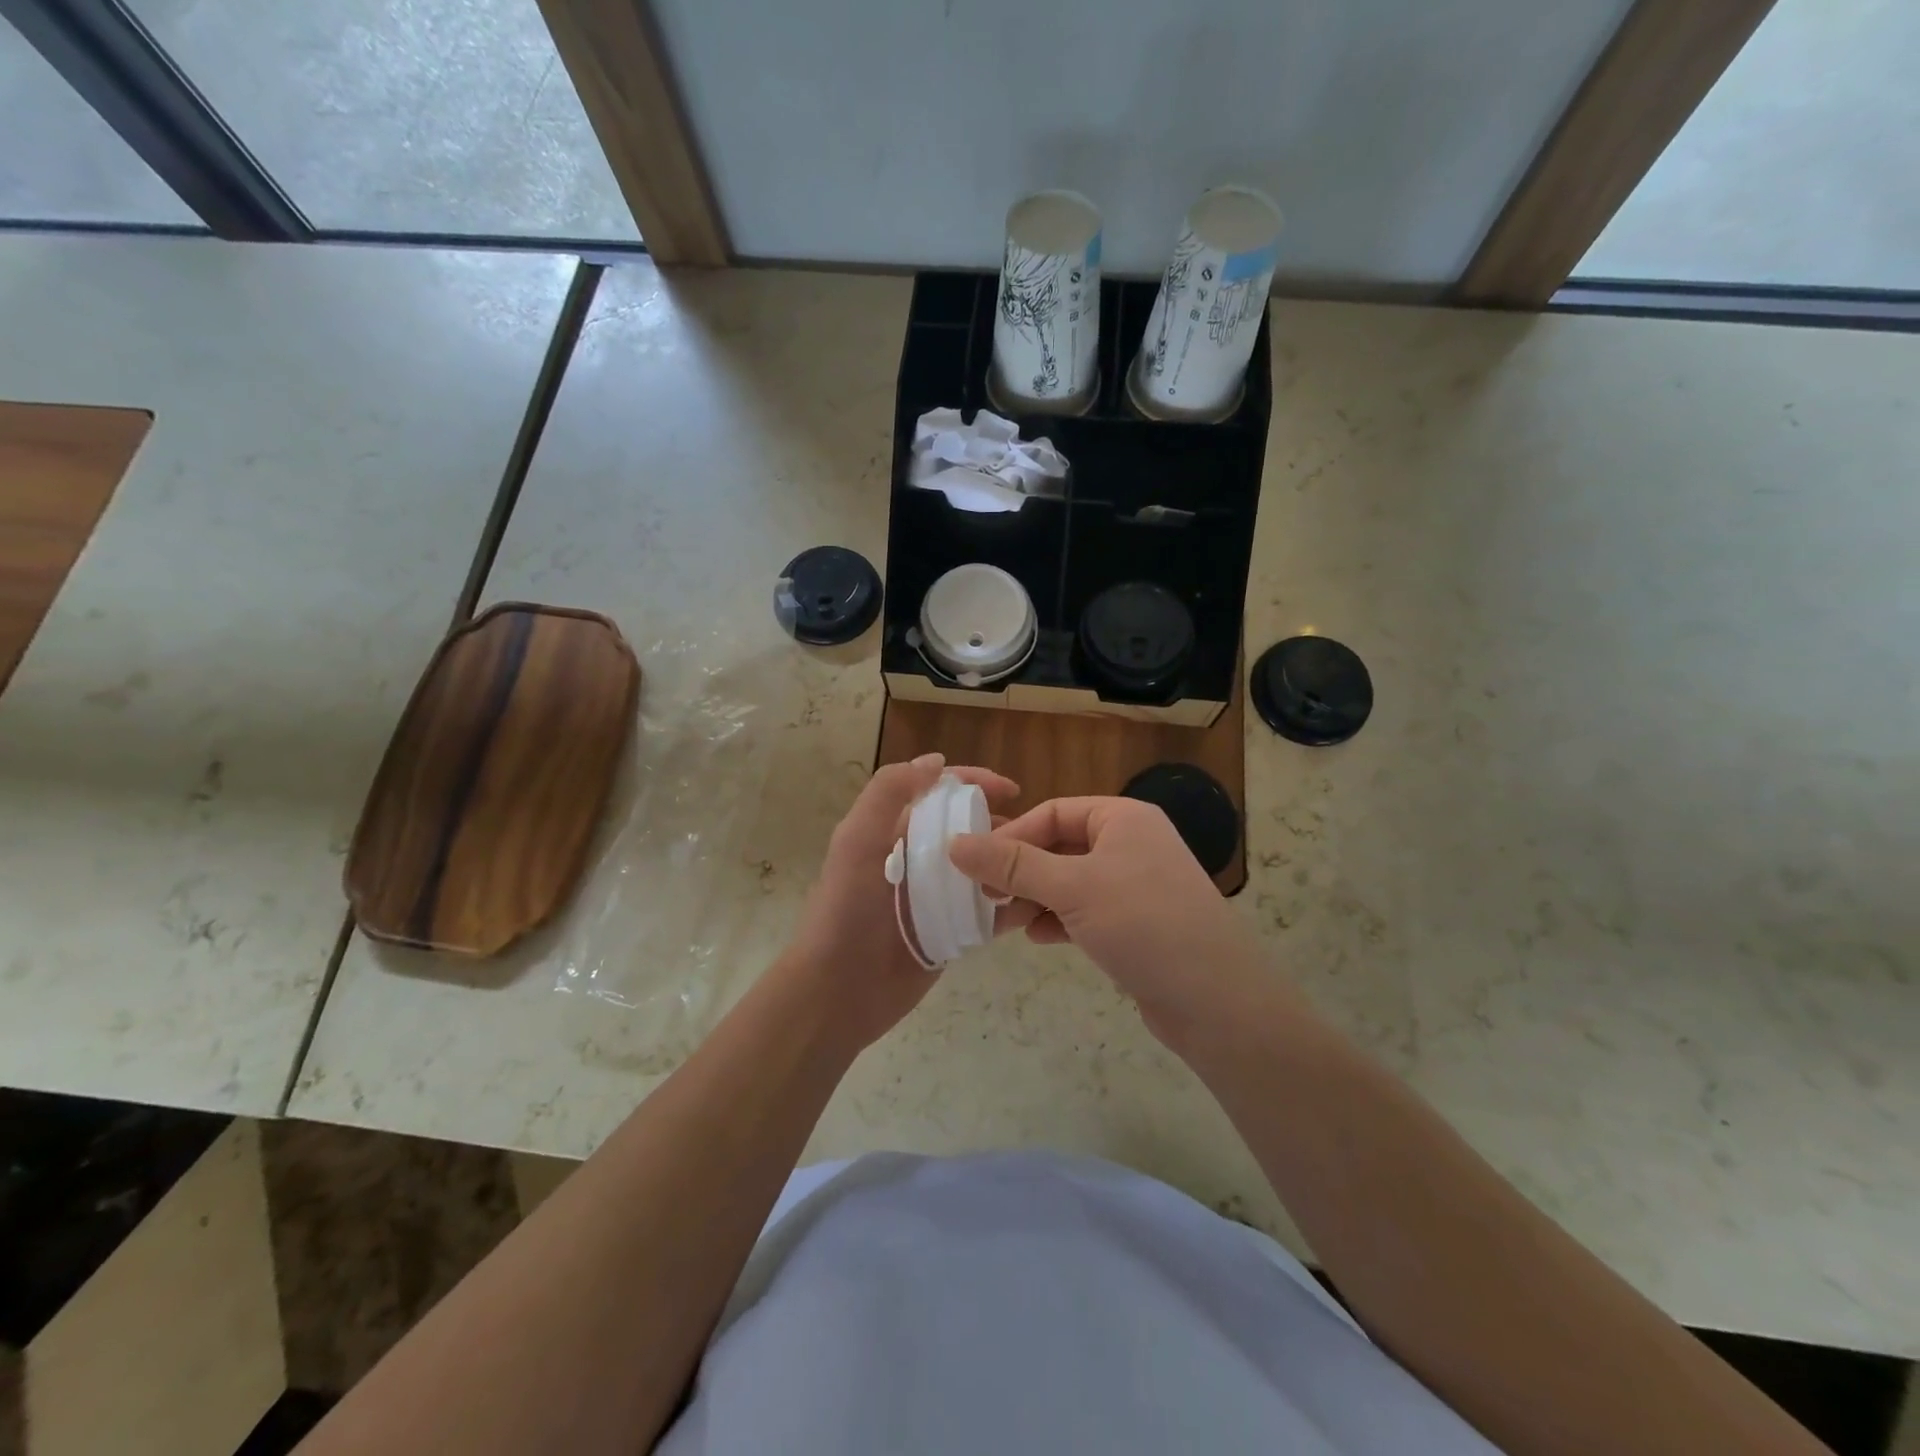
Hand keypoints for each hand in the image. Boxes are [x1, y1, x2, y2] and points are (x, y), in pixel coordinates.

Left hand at [782, 754, 1021, 1050]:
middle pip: (966, 829)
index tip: (1012, 790)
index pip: (938, 793)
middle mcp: (917, 859)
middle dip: (1000, 825)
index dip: (973, 783)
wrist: (837, 994)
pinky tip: (1035, 901)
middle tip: (1036, 836)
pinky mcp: (951, 933)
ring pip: (982, 868)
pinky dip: (1010, 904)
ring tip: (1042, 867)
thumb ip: (888, 794)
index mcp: (892, 832)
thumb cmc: (846, 912)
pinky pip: (987, 912)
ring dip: (1009, 863)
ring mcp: (935, 898)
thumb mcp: (857, 842)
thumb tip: (935, 762)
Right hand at [948, 796, 1264, 1044]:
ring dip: (1034, 898)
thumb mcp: (1072, 888)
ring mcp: (1136, 885)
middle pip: (1060, 846)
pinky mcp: (1137, 924)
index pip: (1053, 812)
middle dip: (1020, 872)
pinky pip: (1086, 910)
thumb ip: (1013, 864)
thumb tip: (955, 843)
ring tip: (1002, 923)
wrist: (1216, 1001)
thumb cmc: (1143, 924)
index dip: (1012, 836)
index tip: (976, 866)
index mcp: (1122, 818)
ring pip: (1070, 882)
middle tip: (983, 897)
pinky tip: (1038, 938)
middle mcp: (1131, 844)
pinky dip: (1059, 920)